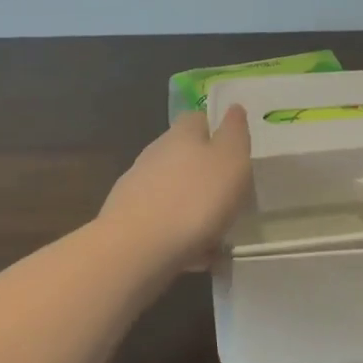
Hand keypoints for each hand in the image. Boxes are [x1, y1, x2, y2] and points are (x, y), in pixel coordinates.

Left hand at [100, 107, 252, 268]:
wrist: (137, 248)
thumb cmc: (196, 198)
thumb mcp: (231, 160)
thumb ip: (235, 133)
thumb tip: (233, 107)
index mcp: (181, 135)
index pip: (197, 119)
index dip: (214, 129)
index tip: (232, 150)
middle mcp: (155, 154)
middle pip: (182, 155)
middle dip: (203, 171)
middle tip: (228, 194)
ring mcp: (136, 187)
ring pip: (172, 190)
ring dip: (191, 205)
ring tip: (215, 232)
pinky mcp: (127, 219)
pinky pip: (162, 221)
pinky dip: (178, 232)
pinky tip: (193, 255)